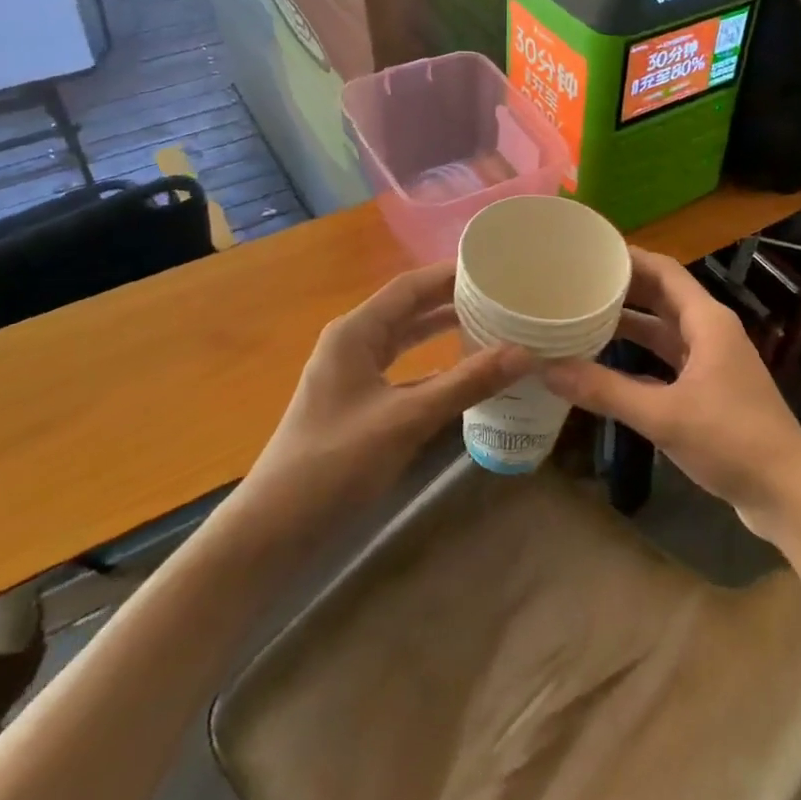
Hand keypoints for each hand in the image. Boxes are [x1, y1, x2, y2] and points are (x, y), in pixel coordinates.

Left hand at [240, 262, 533, 523]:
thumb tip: (525, 353)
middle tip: (503, 297)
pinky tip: (466, 373)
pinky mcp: (359, 403)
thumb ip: (466, 384)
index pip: (410, 287)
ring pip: (407, 340)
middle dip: (453, 301)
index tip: (495, 269)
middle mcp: (353, 343)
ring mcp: (354, 374)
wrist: (275, 529)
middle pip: (409, 309)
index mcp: (355, 332)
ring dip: (444, 332)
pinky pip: (404, 370)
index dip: (451, 275)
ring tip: (492, 325)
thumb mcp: (407, 419)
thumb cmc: (335, 463)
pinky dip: (434, 366)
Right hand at [546, 249, 800, 535]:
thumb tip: (546, 368)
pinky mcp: (710, 390)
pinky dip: (640, 357)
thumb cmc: (731, 440)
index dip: (629, 257)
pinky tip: (607, 364)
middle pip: (662, 296)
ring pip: (664, 330)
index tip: (590, 251)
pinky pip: (668, 359)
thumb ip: (605, 391)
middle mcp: (710, 332)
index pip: (665, 270)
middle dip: (623, 288)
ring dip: (630, 323)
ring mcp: (712, 361)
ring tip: (584, 317)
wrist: (786, 492)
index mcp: (707, 321)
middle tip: (577, 283)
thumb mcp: (664, 415)